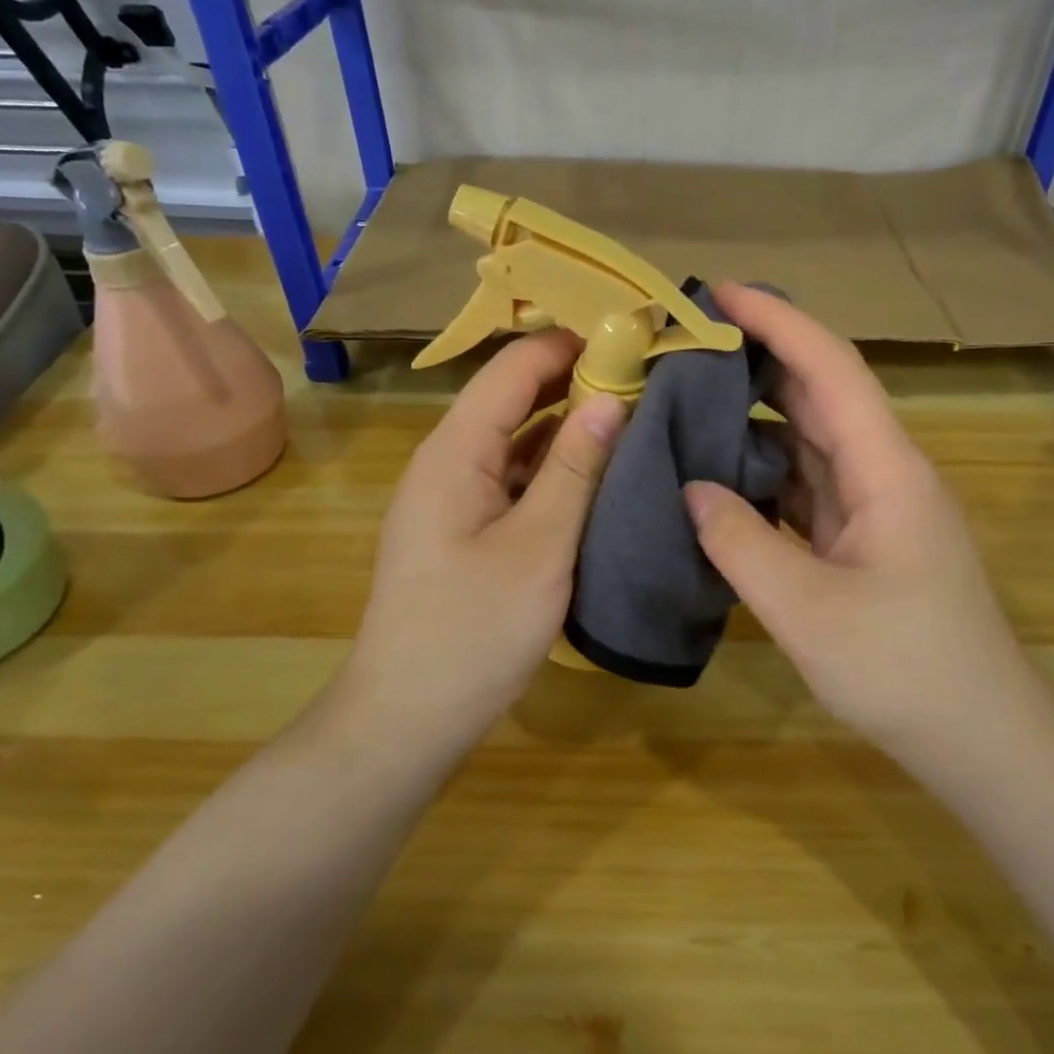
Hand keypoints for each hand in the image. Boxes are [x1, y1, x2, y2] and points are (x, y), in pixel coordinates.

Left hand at [346, 330, 625, 727]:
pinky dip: (553, 465)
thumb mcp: (539, 546)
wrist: (407, 716)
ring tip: (636, 413)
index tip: (633, 337)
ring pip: (515, 437)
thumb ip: (575, 467)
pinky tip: (597, 471)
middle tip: (647, 376)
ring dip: (568, 423)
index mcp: (456, 449)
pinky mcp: (464, 526)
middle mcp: (448, 459)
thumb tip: (610, 397)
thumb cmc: (473, 631)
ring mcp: (454, 494)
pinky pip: (512, 476)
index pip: (514, 366)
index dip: (571, 343)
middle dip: (576, 378)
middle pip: (513, 396)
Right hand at [684, 284, 1032, 743]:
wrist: (979, 737)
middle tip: (690, 340)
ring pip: (811, 438)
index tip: (720, 292)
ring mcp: (875, 506)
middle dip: (760, 355)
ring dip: (758, 412)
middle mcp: (884, 471)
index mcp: (886, 469)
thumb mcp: (807, 610)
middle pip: (820, 393)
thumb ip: (740, 542)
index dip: (778, 320)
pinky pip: (806, 483)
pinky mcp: (862, 538)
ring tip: (691, 394)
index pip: (830, 368)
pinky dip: (763, 467)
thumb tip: (692, 488)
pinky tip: (720, 469)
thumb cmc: (904, 670)